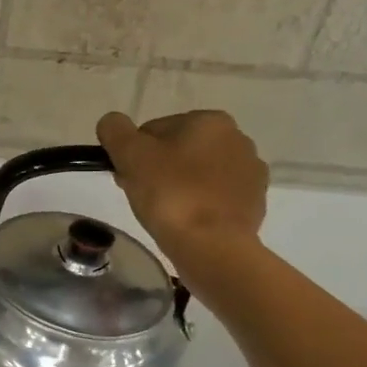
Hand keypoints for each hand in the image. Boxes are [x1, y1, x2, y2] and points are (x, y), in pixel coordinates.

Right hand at [98, 110, 268, 270]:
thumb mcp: (130, 155)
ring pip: (197, 172)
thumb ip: (115, 130)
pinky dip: (198, 203)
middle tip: (141, 195)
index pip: (154, 130)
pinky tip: (186, 220)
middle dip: (156, 168)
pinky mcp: (254, 201)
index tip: (126, 177)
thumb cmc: (170, 194)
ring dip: (178, 185)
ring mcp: (250, 171)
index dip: (133, 154)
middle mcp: (237, 138)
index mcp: (210, 121)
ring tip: (163, 211)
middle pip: (178, 149)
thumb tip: (112, 122)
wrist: (212, 245)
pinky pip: (215, 195)